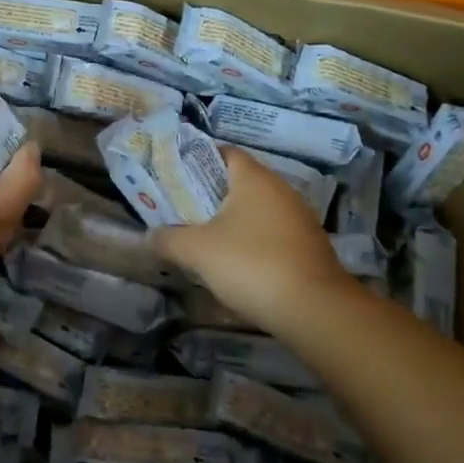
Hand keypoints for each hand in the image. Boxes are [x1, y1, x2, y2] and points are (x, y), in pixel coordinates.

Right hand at [155, 148, 353, 338]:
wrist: (314, 310)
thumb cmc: (251, 264)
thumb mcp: (197, 251)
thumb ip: (168, 239)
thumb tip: (149, 236)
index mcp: (254, 179)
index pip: (225, 152)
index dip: (199, 160)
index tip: (175, 176)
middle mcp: (280, 190)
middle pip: (240, 182)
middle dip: (211, 194)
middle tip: (182, 209)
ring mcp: (299, 218)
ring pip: (257, 210)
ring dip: (232, 220)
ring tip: (204, 237)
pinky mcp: (308, 247)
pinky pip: (272, 233)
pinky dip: (252, 241)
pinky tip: (236, 262)